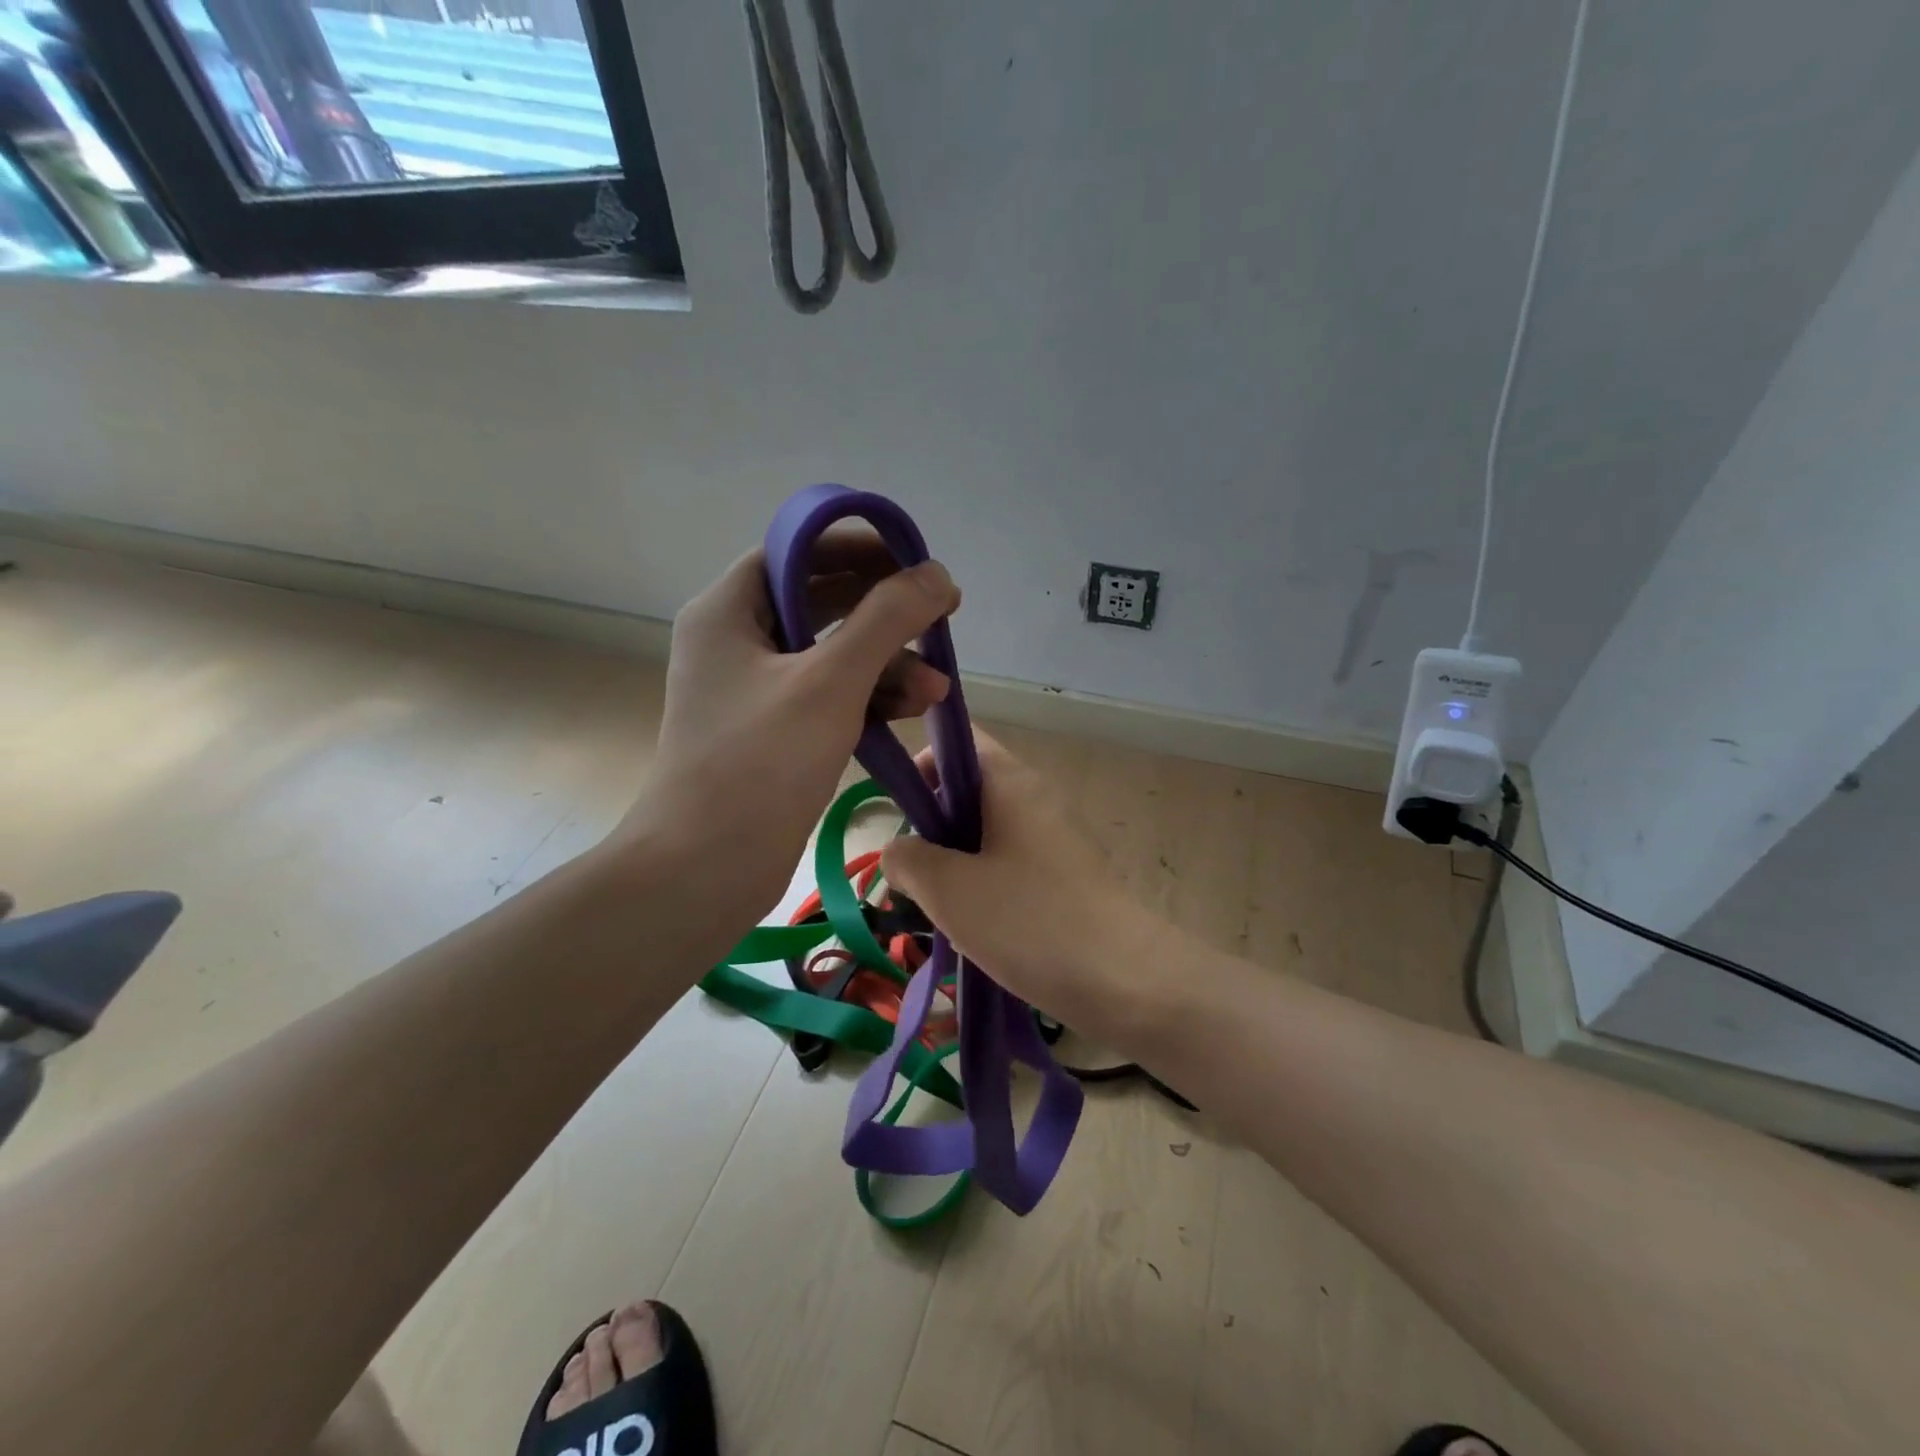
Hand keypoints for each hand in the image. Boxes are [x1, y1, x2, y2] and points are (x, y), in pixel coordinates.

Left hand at [611, 526, 959, 945]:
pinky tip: (913, 710)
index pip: (796, 552)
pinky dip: (868, 699)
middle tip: (940, 615)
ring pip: (829, 656)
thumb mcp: (831, 682)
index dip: (858, 548)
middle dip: (883, 612)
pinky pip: (827, 697)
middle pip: (819, 603)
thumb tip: (936, 573)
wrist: (705, 870)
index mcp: (727, 611)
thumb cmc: (760, 765)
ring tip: (938, 685)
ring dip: (886, 664)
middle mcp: (735, 643)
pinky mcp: (771, 733)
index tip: (913, 560)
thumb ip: (886, 619)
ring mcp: (753, 691)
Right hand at [881, 733, 1164, 1043]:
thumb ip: (907, 859)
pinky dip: (985, 887)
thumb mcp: (948, 889)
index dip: (922, 765)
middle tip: (915, 873)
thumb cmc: (1028, 920)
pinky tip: (976, 930)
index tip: (901, 813)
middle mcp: (1036, 798)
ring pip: (987, 834)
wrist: (1123, 980)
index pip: (959, 742)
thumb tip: (900, 852)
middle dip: (933, 827)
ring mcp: (1055, 838)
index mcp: (1010, 781)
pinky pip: (1011, 866)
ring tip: (941, 908)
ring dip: (956, 864)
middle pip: (969, 791)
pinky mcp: (1066, 877)